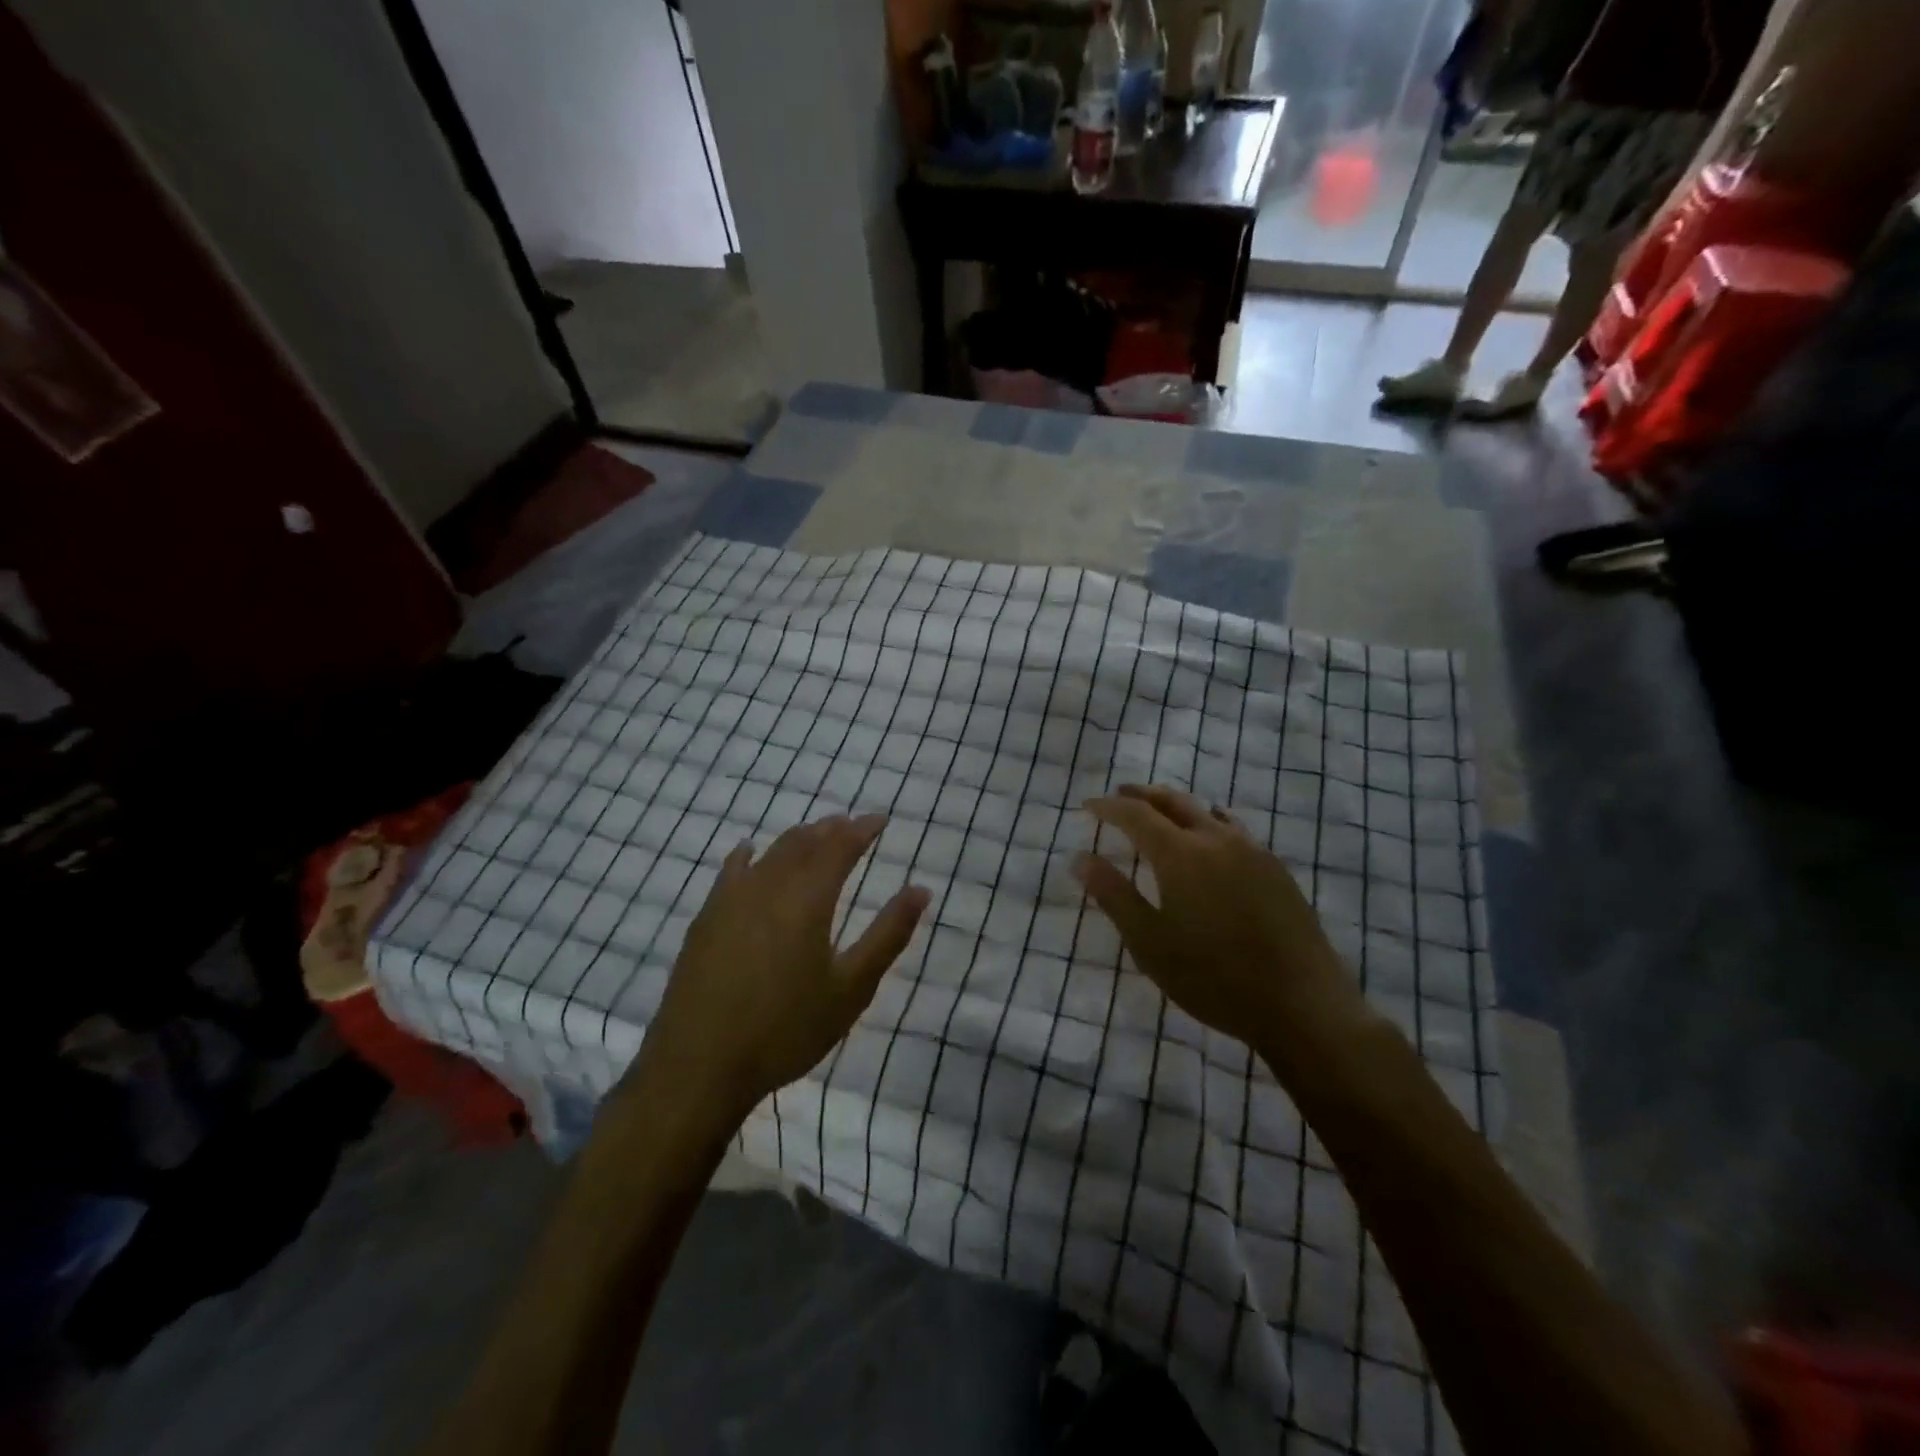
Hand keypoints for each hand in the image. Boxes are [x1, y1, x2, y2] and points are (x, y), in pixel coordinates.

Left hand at [636, 814, 930, 1124]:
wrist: (700, 1066)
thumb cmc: (786, 1030)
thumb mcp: (851, 989)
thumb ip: (888, 935)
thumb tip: (920, 890)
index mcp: (808, 900)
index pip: (839, 848)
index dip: (861, 830)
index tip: (879, 819)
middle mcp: (769, 888)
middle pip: (803, 843)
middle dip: (830, 829)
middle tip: (850, 823)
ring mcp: (731, 901)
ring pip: (769, 853)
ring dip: (796, 839)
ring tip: (814, 834)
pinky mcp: (705, 920)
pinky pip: (729, 872)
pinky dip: (746, 856)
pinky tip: (749, 851)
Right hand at [1072, 784, 1365, 1054]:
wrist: (1303, 1004)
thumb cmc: (1214, 978)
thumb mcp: (1150, 943)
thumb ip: (1114, 896)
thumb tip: (1080, 858)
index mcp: (1181, 854)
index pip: (1136, 814)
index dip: (1109, 807)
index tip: (1088, 806)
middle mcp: (1216, 840)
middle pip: (1173, 802)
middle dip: (1142, 795)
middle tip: (1120, 795)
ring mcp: (1252, 851)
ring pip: (1206, 811)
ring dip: (1175, 804)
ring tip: (1159, 811)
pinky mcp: (1276, 868)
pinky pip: (1233, 828)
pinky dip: (1208, 820)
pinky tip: (1210, 837)